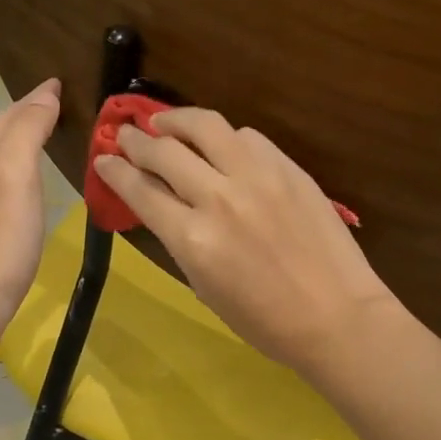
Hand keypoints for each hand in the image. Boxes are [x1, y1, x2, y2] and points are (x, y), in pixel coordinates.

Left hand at [0, 78, 61, 342]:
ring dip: (14, 144)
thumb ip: (27, 131)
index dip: (34, 99)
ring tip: (40, 140)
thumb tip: (44, 93)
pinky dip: (9, 172)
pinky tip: (18, 189)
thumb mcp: (16, 177)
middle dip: (23, 117)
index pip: (8, 116)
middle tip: (53, 106)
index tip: (57, 84)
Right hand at [93, 108, 400, 376]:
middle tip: (125, 134)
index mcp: (193, 238)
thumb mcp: (204, 287)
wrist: (338, 316)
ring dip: (176, 119)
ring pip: (206, 125)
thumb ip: (178, 238)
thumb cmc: (265, 320)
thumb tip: (159, 202)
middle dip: (135, 139)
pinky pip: (247, 137)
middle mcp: (219, 198)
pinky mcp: (289, 168)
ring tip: (164, 122)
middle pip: (164, 150)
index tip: (103, 158)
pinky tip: (220, 144)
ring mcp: (258, 176)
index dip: (114, 170)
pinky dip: (225, 137)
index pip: (140, 189)